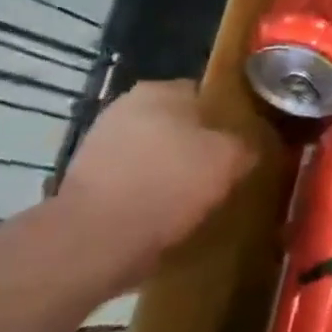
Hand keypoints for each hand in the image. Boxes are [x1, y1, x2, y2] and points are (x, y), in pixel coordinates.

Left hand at [58, 79, 254, 288]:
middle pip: (177, 123)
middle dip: (194, 146)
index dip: (227, 120)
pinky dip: (142, 194)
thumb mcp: (230, 160)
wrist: (93, 242)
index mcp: (162, 89)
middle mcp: (126, 106)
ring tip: (190, 202)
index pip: (207, 95)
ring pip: (151, 153)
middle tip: (217, 173)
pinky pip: (127, 181)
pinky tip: (158, 218)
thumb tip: (250, 146)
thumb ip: (247, 144)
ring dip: (166, 171)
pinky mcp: (81, 181)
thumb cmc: (168, 185)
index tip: (239, 146)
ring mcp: (98, 143)